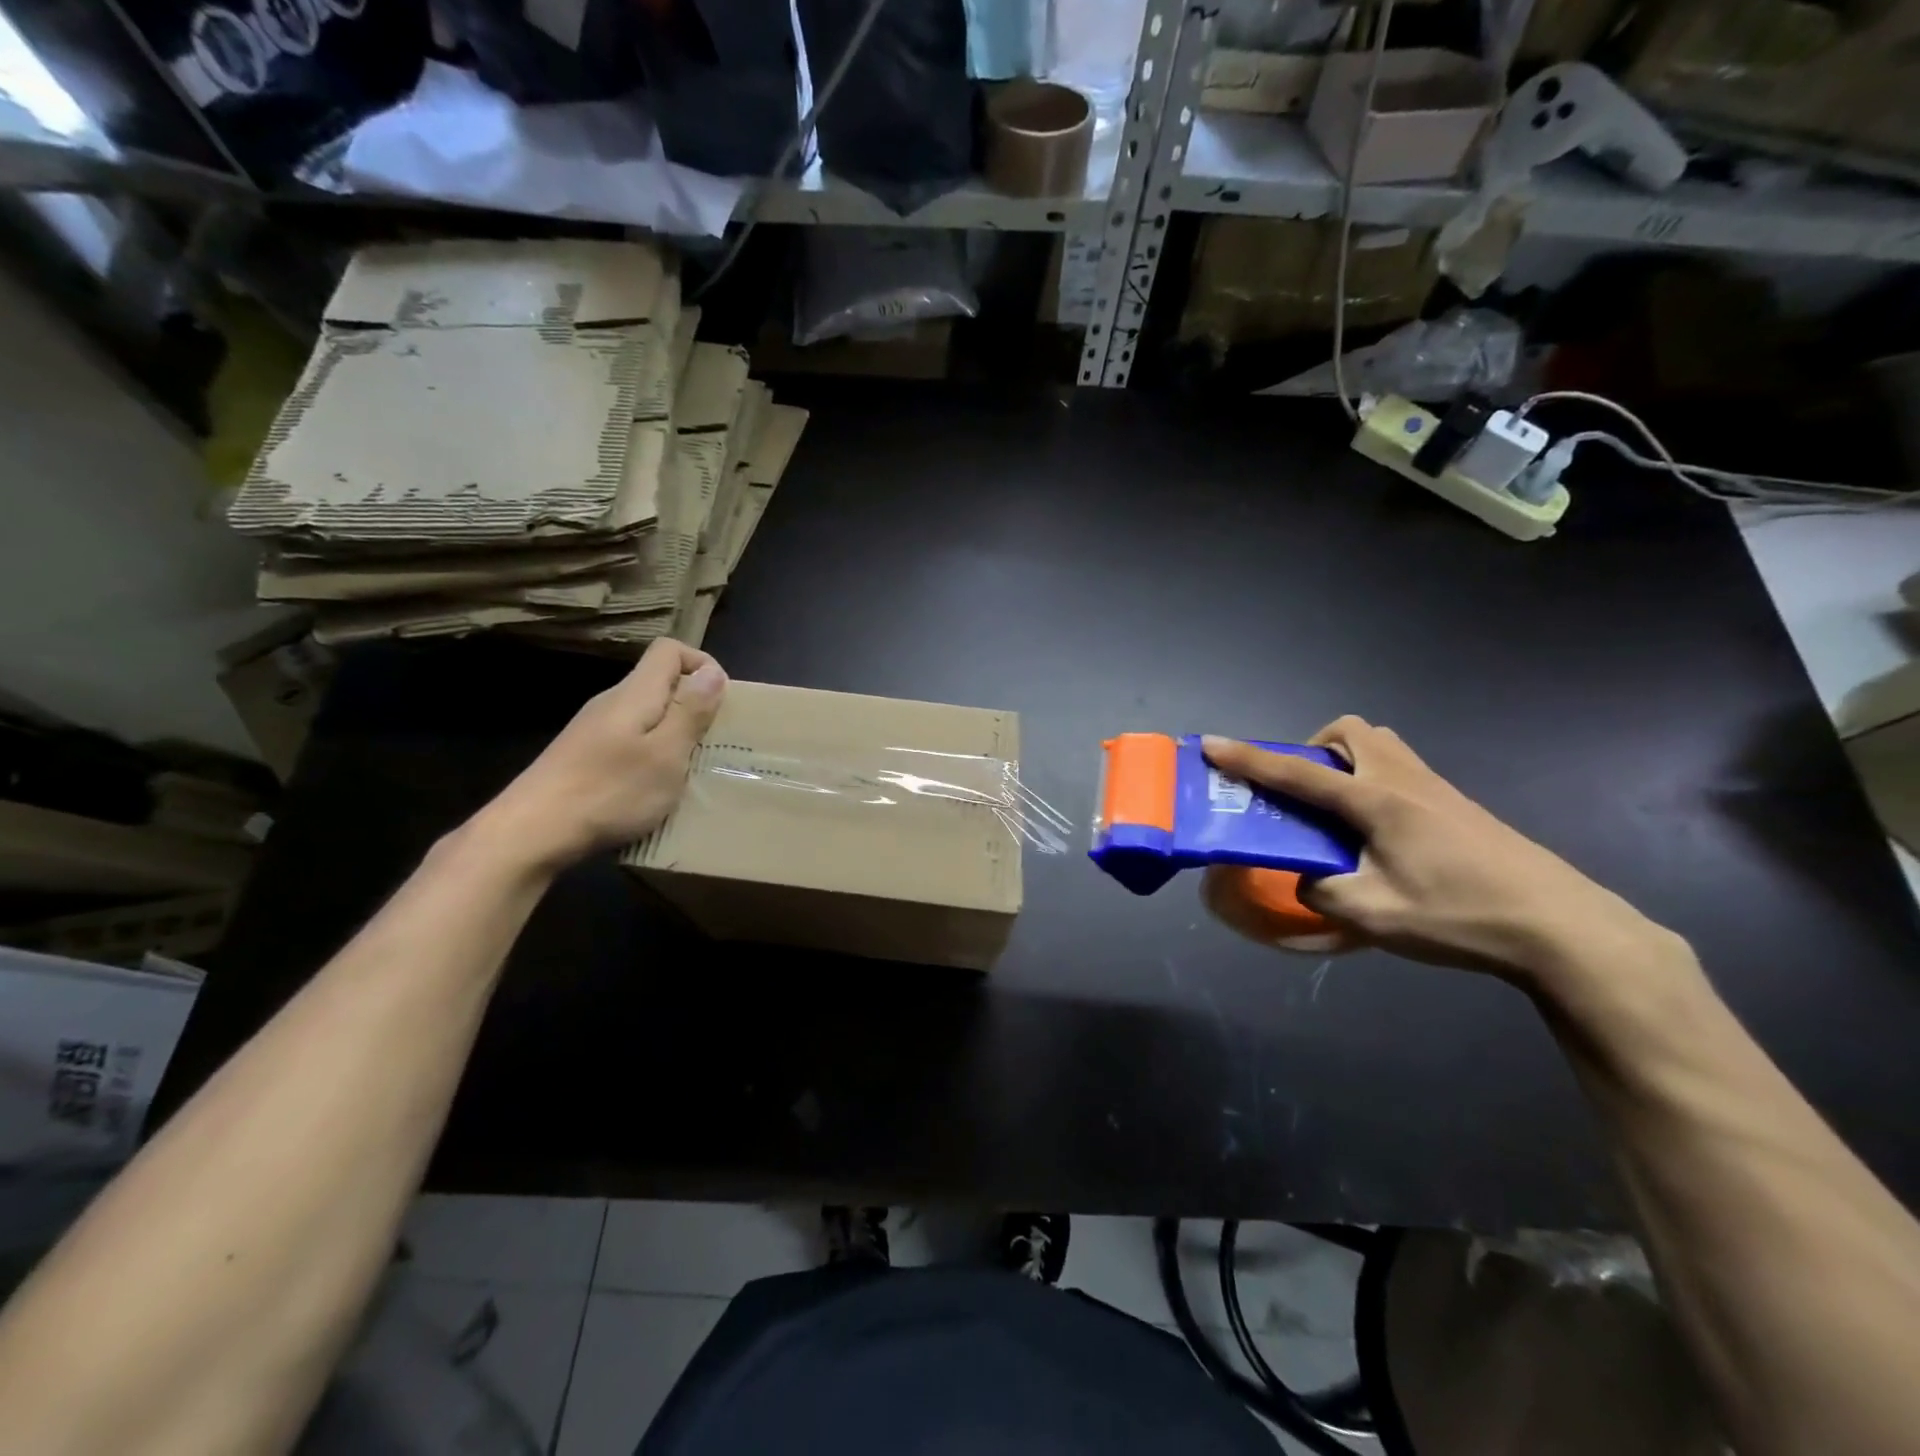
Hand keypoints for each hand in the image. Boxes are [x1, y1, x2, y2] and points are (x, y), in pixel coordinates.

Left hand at [474, 639, 726, 873]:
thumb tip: (713, 672)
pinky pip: (630, 742)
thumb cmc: (610, 791)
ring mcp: (594, 731)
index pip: (669, 650)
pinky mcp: (583, 757)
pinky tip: (654, 789)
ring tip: (690, 769)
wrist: (531, 833)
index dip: (701, 664)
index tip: (721, 701)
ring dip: (674, 734)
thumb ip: (690, 712)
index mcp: (635, 694)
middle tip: (713, 742)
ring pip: (646, 716)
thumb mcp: (665, 754)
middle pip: (659, 682)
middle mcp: (612, 703)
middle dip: (693, 705)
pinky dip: (652, 756)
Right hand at [1202, 719, 1679, 987]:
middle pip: (1349, 732)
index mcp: (1376, 801)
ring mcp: (1438, 789)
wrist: (1563, 929)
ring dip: (1345, 761)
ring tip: (1337, 811)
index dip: (1248, 759)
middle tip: (1303, 792)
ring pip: (1379, 746)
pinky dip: (1372, 782)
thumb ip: (1322, 890)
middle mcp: (1404, 780)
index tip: (1211, 744)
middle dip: (1312, 749)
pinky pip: (1400, 770)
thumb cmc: (1459, 916)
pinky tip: (1381, 835)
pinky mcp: (1459, 806)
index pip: (1297, 771)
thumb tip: (1307, 877)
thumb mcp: (1373, 915)